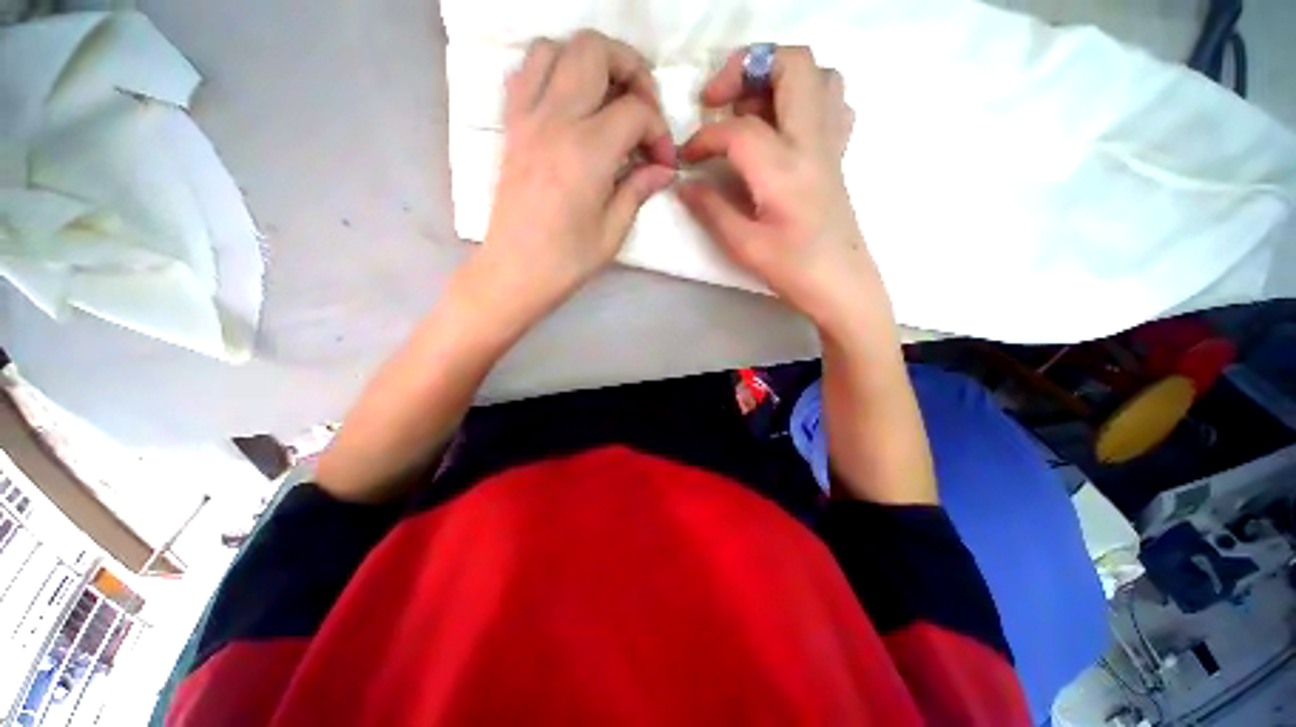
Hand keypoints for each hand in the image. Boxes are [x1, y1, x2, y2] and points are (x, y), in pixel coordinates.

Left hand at [481, 31, 677, 309]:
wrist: (515, 271)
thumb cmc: (567, 260)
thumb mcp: (613, 231)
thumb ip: (639, 189)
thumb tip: (663, 169)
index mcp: (587, 151)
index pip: (636, 111)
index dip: (660, 133)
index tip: (663, 163)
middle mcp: (554, 120)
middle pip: (595, 51)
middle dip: (631, 70)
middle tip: (643, 110)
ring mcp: (526, 117)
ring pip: (556, 48)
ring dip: (589, 62)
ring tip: (607, 99)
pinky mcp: (511, 126)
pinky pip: (526, 72)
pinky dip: (552, 71)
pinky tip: (569, 104)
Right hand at [677, 47, 871, 333]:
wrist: (842, 285)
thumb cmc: (793, 270)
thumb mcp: (743, 246)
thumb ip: (711, 210)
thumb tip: (684, 186)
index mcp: (784, 168)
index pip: (738, 129)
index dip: (704, 137)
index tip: (686, 158)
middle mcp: (813, 142)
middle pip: (792, 65)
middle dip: (747, 67)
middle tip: (717, 99)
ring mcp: (831, 145)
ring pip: (819, 75)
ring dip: (779, 78)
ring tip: (750, 112)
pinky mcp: (838, 157)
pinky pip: (832, 104)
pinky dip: (805, 100)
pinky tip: (783, 130)